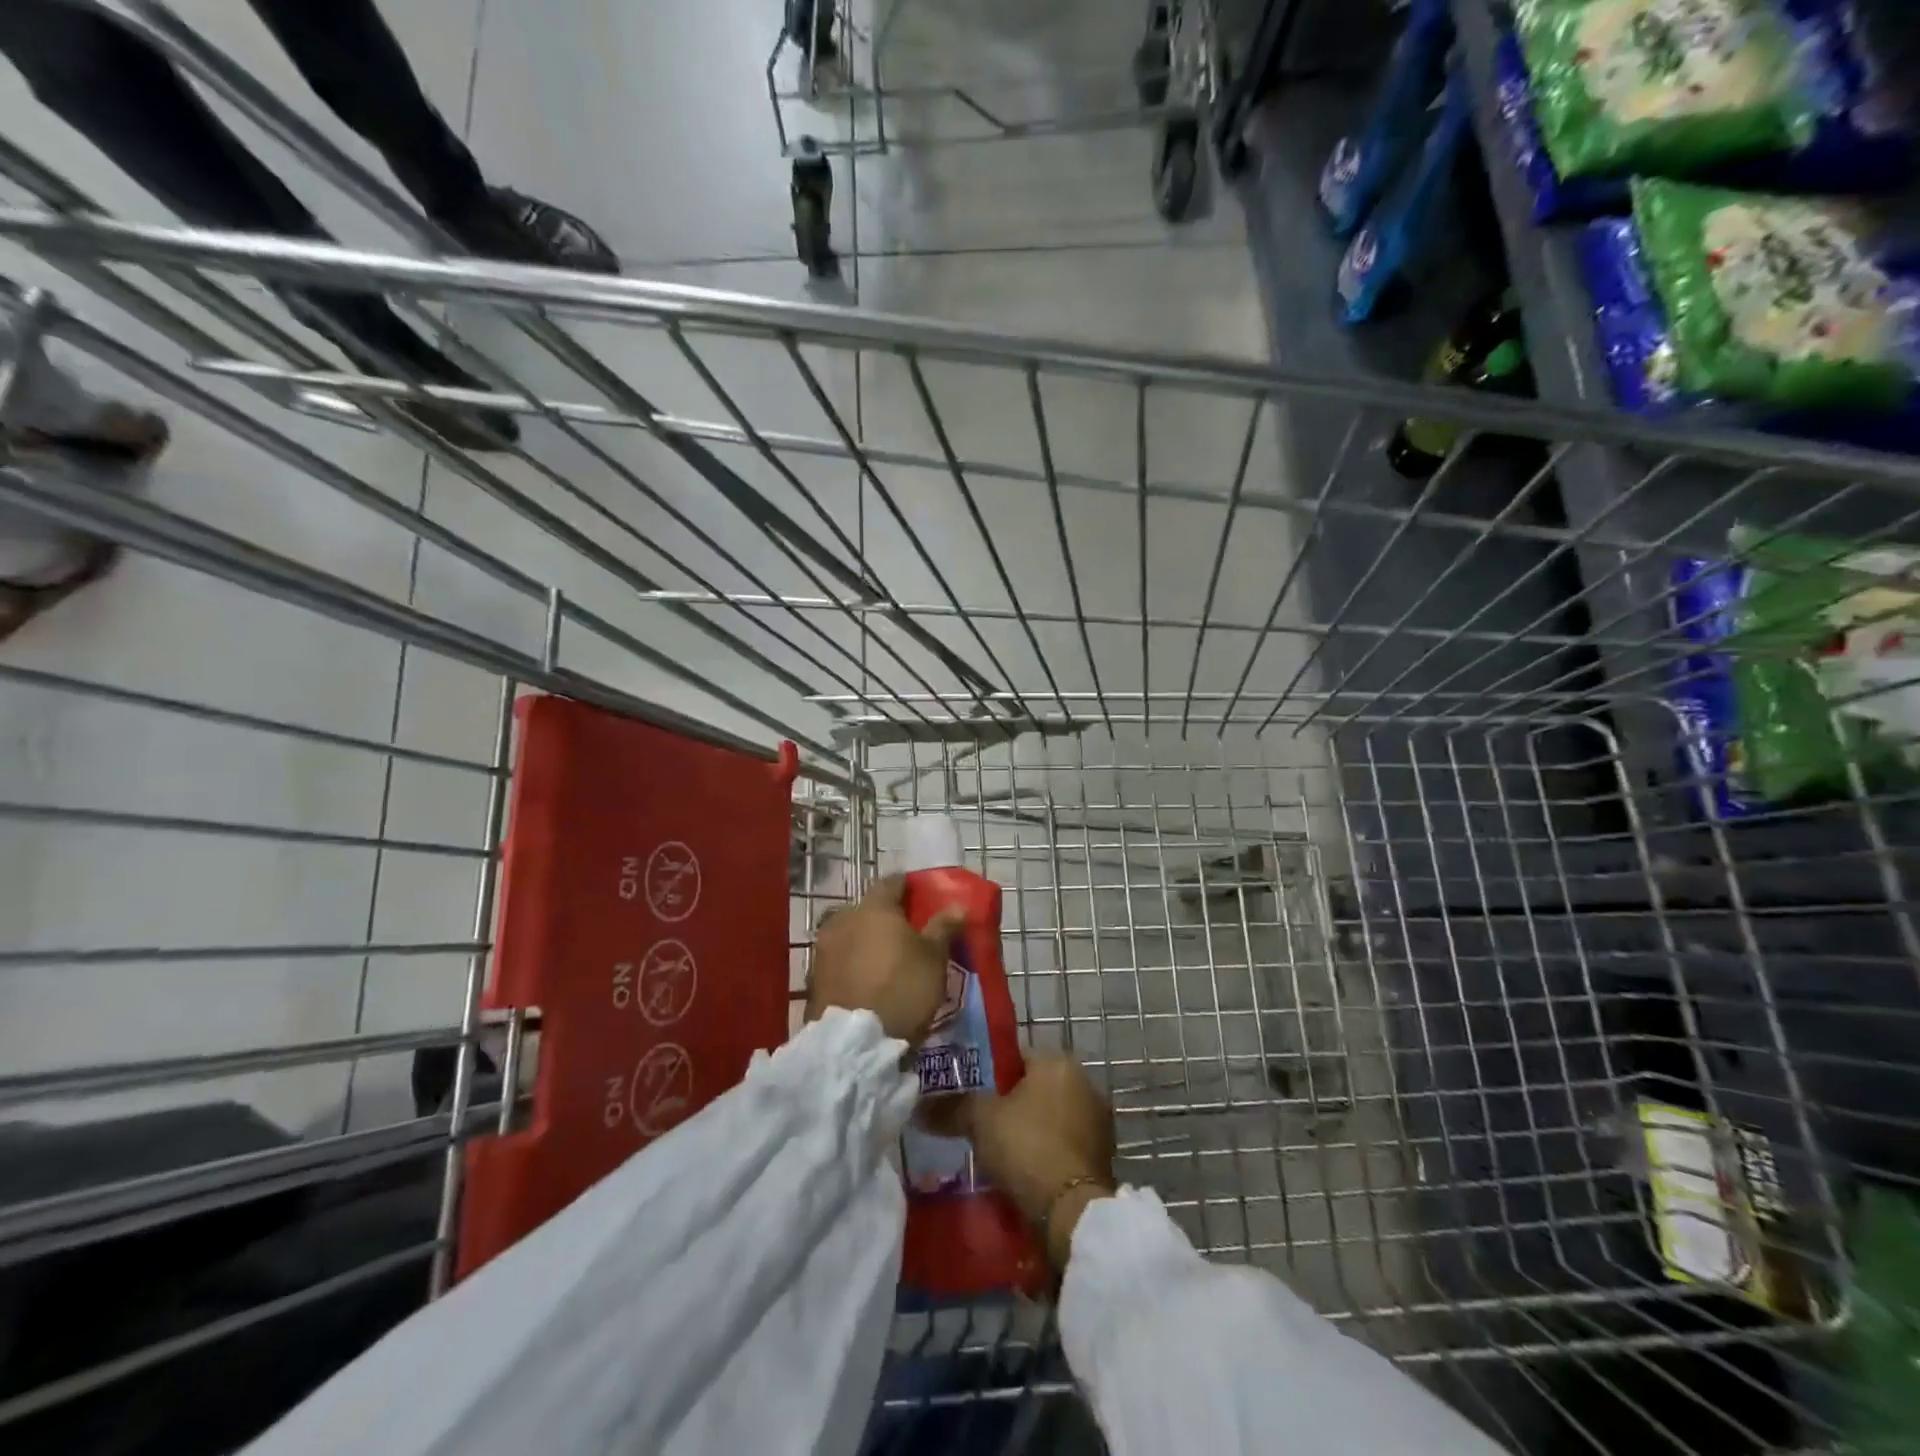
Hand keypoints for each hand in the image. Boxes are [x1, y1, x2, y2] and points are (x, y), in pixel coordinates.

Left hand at [806, 875, 966, 1045]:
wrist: (854, 1042)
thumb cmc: (902, 988)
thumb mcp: (933, 958)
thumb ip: (943, 927)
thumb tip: (957, 905)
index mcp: (873, 907)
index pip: (892, 882)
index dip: (908, 886)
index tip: (921, 895)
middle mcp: (843, 919)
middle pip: (868, 908)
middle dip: (885, 916)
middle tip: (906, 931)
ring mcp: (824, 948)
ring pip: (850, 933)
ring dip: (866, 939)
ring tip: (886, 957)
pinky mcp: (814, 977)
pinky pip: (839, 959)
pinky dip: (853, 962)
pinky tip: (866, 977)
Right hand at [926, 1052, 1115, 1267]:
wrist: (1070, 1211)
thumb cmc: (1027, 1146)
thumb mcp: (980, 1119)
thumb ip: (952, 1107)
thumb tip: (920, 1108)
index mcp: (1059, 1062)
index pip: (1017, 1057)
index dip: (990, 1075)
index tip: (969, 1096)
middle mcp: (1085, 1084)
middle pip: (1035, 1089)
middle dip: (1011, 1106)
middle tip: (980, 1127)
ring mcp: (1098, 1122)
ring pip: (1051, 1119)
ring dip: (1030, 1132)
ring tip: (999, 1155)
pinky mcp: (1103, 1157)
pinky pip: (1064, 1147)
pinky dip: (1046, 1156)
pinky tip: (1024, 1174)